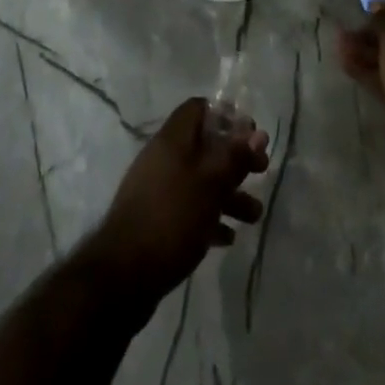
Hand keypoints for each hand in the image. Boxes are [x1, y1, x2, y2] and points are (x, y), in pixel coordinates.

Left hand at [82, 98, 269, 310]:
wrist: (123, 276)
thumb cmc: (172, 218)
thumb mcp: (211, 184)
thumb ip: (235, 157)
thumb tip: (259, 132)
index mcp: (172, 140)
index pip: (198, 109)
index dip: (226, 116)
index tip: (251, 134)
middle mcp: (163, 158)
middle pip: (204, 146)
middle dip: (235, 159)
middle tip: (262, 171)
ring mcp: (157, 190)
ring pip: (199, 181)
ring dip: (228, 194)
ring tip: (254, 215)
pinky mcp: (156, 221)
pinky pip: (188, 209)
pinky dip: (209, 217)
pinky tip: (226, 238)